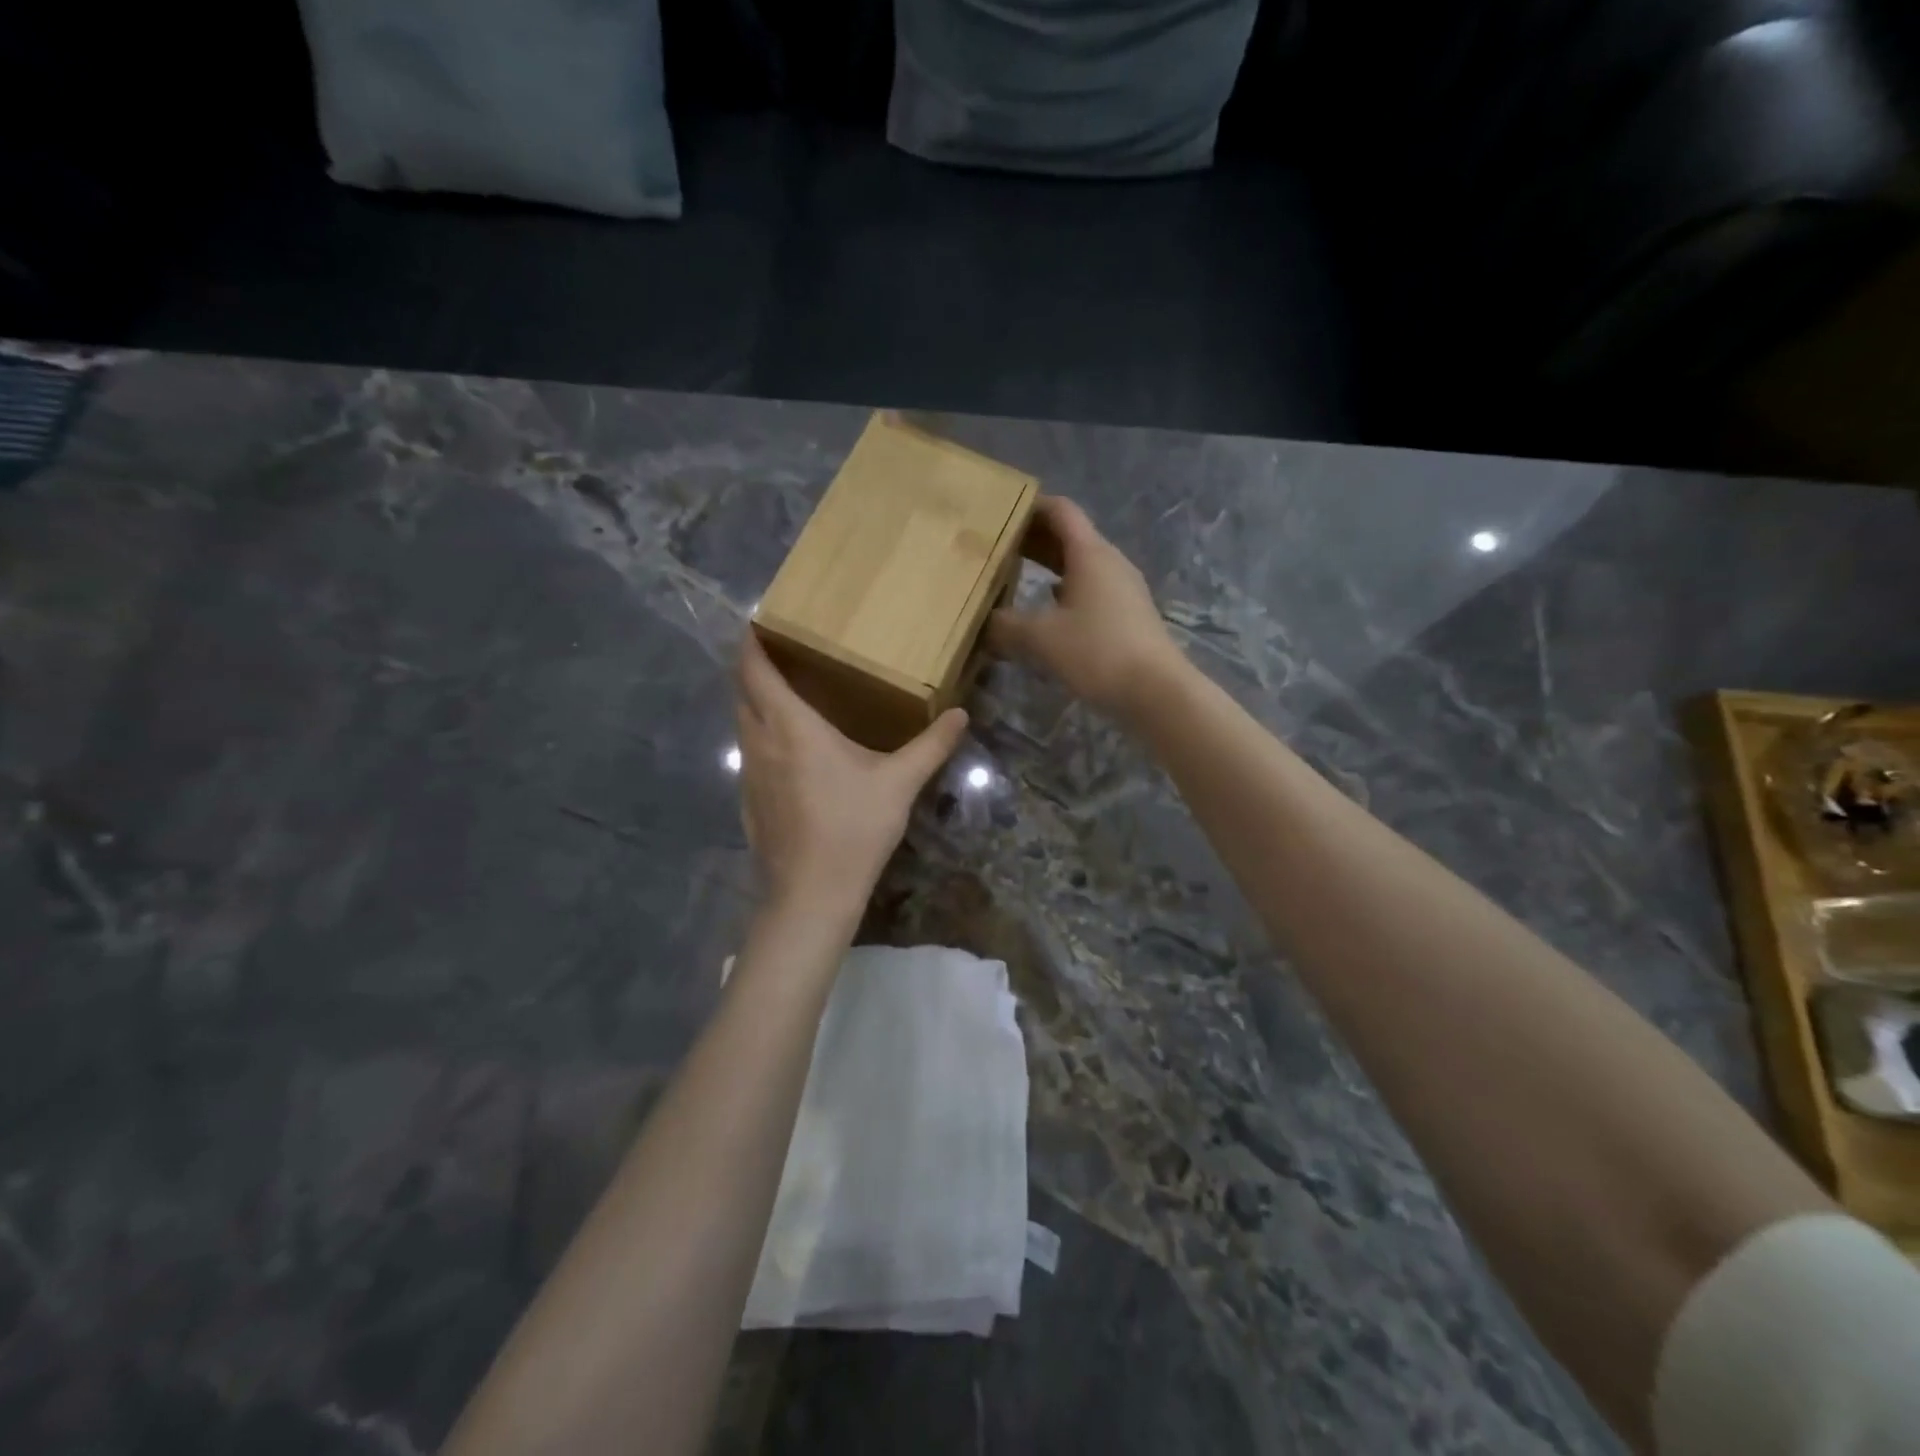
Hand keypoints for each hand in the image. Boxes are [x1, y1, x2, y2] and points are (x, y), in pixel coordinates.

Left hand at [735, 631, 967, 910]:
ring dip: (756, 702)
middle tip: (783, 653)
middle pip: (741, 691)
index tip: (761, 621)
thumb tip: (961, 715)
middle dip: (754, 667)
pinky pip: (749, 751)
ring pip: (743, 722)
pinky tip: (790, 751)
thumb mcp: (900, 784)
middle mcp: (759, 741)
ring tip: (788, 695)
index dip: (751, 641)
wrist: (811, 894)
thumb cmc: (853, 828)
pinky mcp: (748, 800)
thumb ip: (931, 746)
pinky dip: (760, 735)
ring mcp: (749, 773)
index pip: (753, 669)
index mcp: (789, 725)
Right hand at [989, 496, 1186, 720]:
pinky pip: (1090, 593)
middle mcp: (1110, 563)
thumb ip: (1006, 626)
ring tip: (1016, 580)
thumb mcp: (1041, 638)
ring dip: (1049, 569)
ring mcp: (1123, 590)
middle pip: (1070, 538)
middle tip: (998, 548)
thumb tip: (984, 623)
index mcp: (1090, 553)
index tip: (1001, 511)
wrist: (1156, 692)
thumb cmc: (1098, 652)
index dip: (1031, 506)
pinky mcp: (1128, 617)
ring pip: (1080, 567)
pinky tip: (1046, 615)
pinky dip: (1065, 594)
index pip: (1061, 511)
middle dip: (1034, 540)